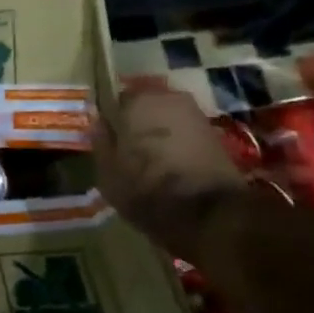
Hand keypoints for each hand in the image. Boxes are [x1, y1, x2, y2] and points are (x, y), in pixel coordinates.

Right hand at [94, 89, 246, 255]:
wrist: (210, 214)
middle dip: (136, 121)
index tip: (108, 136)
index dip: (111, 119)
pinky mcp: (215, 134)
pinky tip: (171, 163)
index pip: (114, 99)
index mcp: (135, 102)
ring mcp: (195, 114)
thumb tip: (98, 122)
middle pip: (144, 104)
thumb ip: (100, 142)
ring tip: (150, 157)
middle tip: (128, 146)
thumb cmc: (146, 189)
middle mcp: (166, 98)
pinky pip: (184, 131)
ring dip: (158, 131)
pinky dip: (177, 142)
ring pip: (166, 117)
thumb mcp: (108, 172)